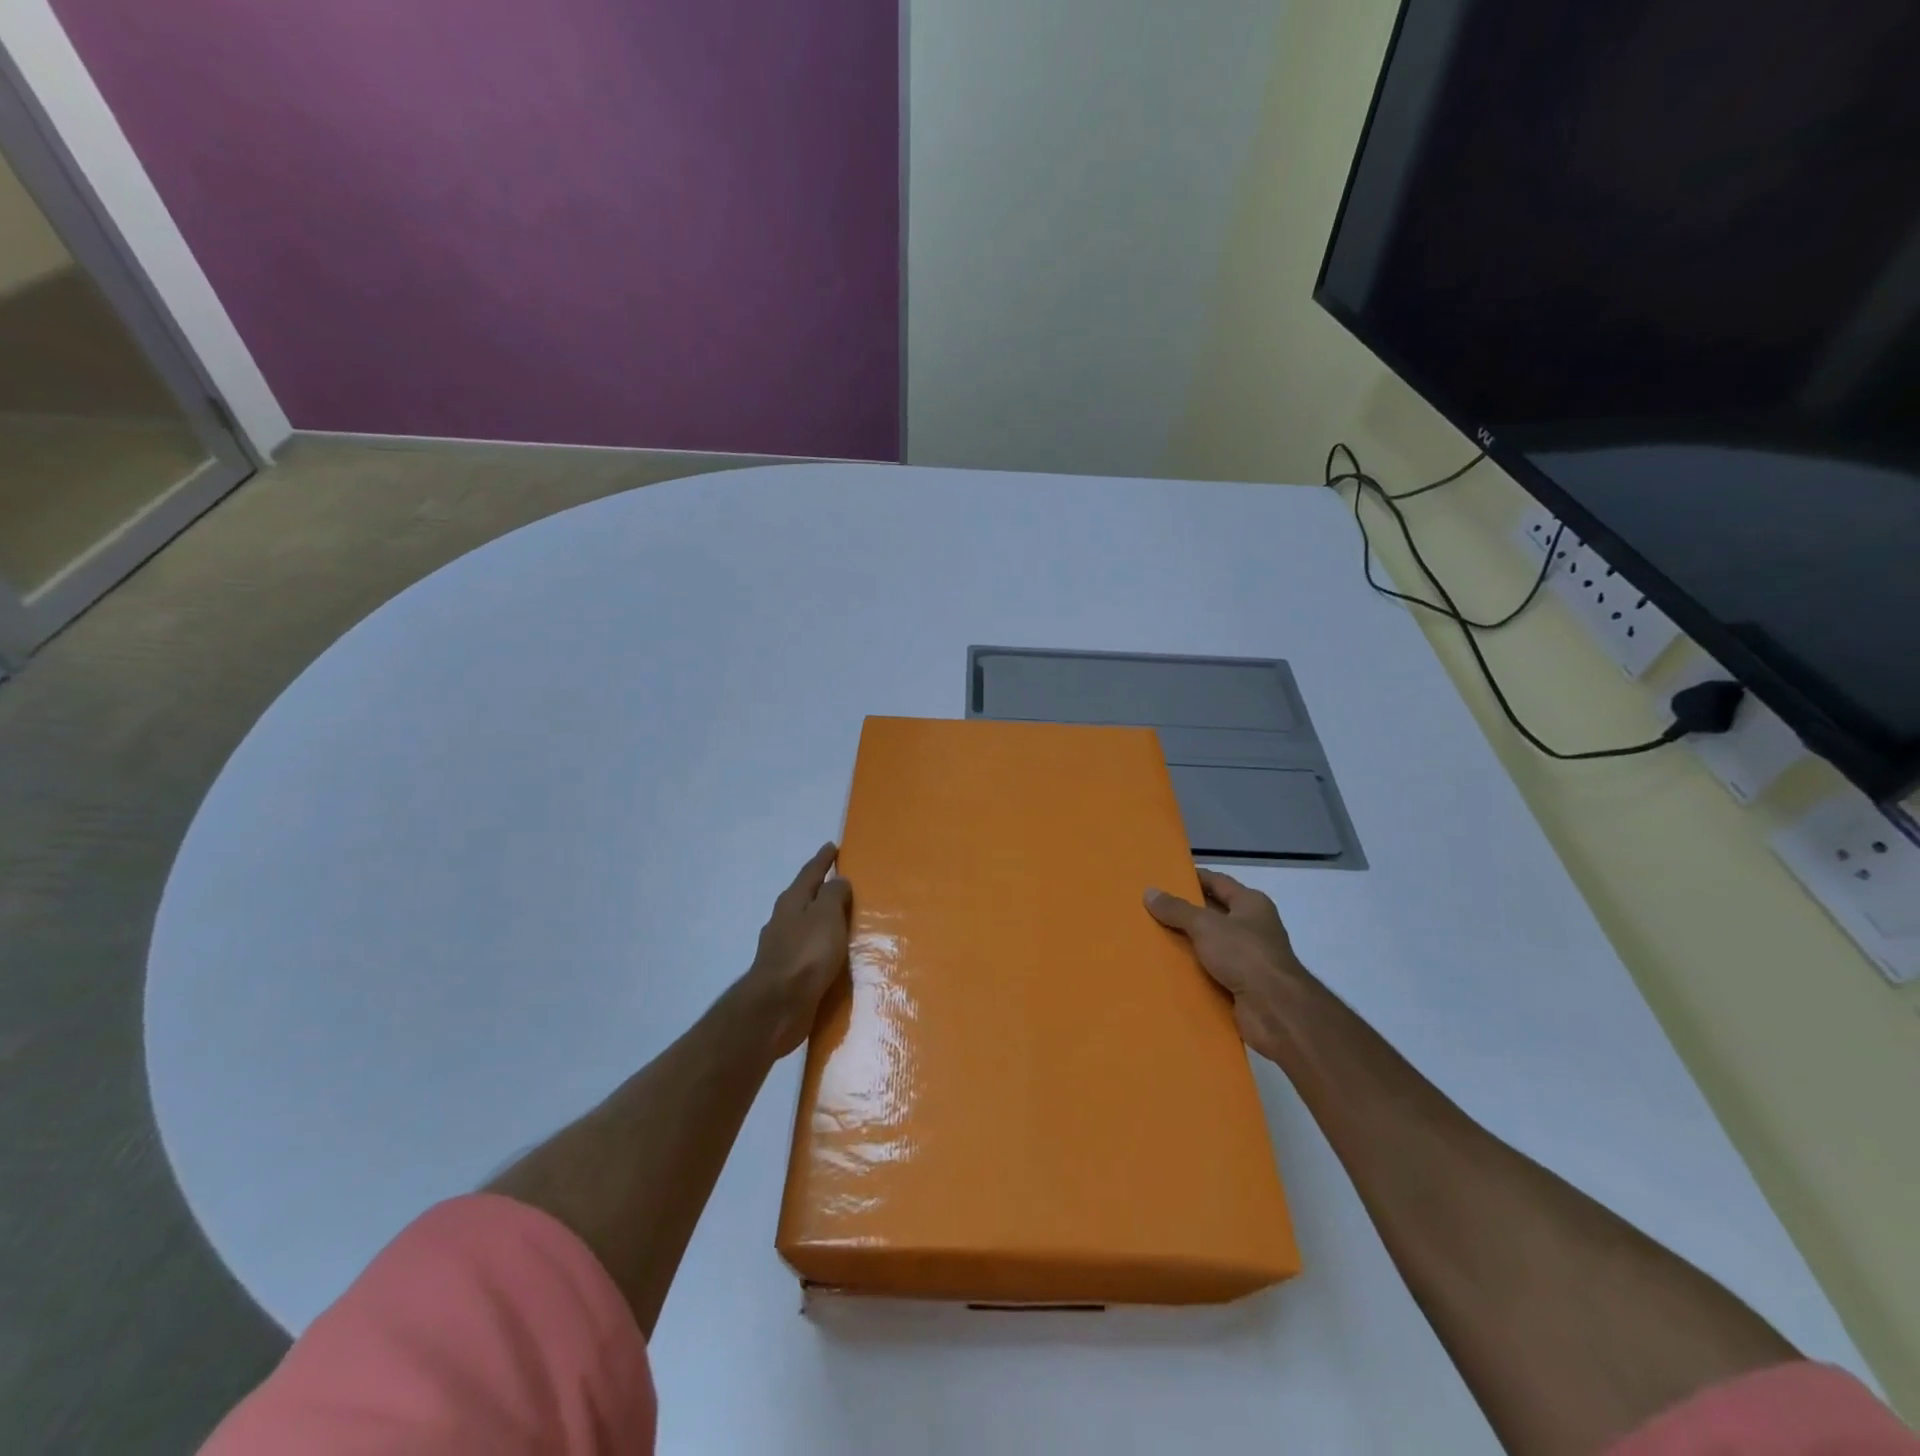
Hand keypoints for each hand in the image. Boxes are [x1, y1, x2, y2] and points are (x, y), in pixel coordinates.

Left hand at [737, 843, 853, 1058]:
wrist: (778, 1007)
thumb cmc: (806, 954)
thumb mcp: (826, 916)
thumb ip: (833, 895)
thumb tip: (838, 880)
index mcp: (793, 902)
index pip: (810, 873)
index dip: (823, 860)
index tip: (832, 846)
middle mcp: (783, 921)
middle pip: (804, 897)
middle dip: (820, 889)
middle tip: (840, 881)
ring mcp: (782, 948)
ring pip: (805, 925)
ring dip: (821, 919)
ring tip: (842, 919)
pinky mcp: (787, 974)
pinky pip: (809, 951)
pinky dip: (821, 946)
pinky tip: (832, 954)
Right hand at [1146, 870, 1310, 1061]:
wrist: (1275, 1009)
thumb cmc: (1244, 954)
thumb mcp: (1205, 925)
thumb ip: (1177, 910)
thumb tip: (1149, 892)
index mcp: (1251, 904)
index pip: (1218, 882)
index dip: (1194, 877)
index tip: (1165, 877)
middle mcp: (1252, 927)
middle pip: (1213, 913)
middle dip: (1185, 912)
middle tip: (1151, 908)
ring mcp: (1249, 958)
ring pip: (1210, 944)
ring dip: (1187, 943)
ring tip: (1152, 937)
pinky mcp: (1242, 985)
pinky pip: (1211, 971)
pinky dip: (1193, 970)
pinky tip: (1168, 969)